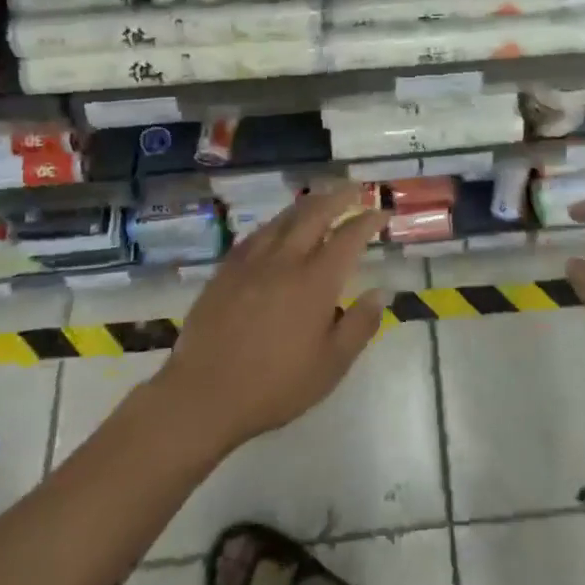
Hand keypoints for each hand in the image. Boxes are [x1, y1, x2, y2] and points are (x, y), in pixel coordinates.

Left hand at [153, 185, 386, 457]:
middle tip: (354, 189)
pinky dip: (276, 223)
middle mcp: (285, 260)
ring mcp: (251, 262)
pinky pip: (256, 234)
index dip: (368, 221)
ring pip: (283, 218)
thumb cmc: (274, 386)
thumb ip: (360, 325)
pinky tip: (277, 227)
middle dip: (338, 197)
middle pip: (314, 214)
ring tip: (321, 199)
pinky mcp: (225, 271)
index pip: (348, 237)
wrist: (203, 396)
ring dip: (307, 203)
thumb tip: (382, 291)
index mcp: (315, 281)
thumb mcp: (331, 365)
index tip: (381, 213)